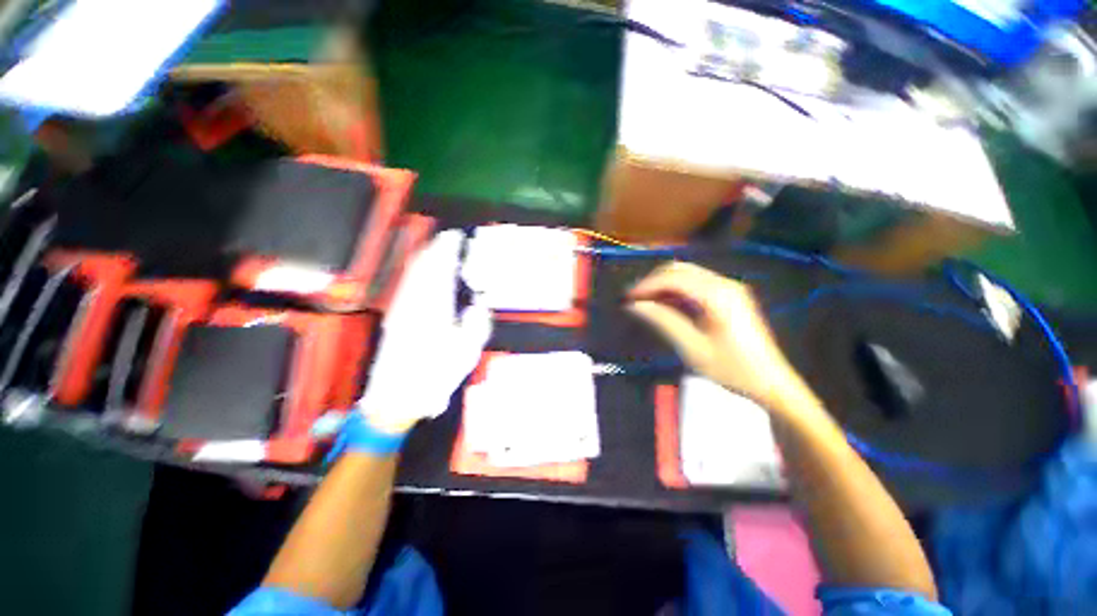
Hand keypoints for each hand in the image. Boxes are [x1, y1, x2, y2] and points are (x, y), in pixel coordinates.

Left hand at [357, 230, 491, 434]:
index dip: (448, 250)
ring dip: (424, 258)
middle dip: (435, 249)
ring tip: (436, 249)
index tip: (455, 237)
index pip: (441, 270)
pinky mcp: (395, 317)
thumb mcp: (467, 354)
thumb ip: (477, 324)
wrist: (395, 397)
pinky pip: (406, 285)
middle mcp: (414, 303)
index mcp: (434, 310)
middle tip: (447, 239)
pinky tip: (420, 272)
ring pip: (411, 273)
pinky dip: (415, 272)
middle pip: (423, 266)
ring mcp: (401, 309)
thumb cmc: (434, 377)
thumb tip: (477, 305)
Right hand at [626, 261, 812, 416]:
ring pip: (686, 275)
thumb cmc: (731, 369)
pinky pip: (696, 285)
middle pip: (679, 270)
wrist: (770, 383)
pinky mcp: (730, 296)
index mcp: (716, 295)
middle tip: (633, 300)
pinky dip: (676, 291)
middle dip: (653, 281)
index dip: (647, 285)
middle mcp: (724, 284)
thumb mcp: (692, 347)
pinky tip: (665, 305)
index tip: (627, 298)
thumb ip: (662, 320)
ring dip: (663, 285)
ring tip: (645, 303)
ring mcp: (729, 288)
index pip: (673, 278)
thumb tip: (635, 305)